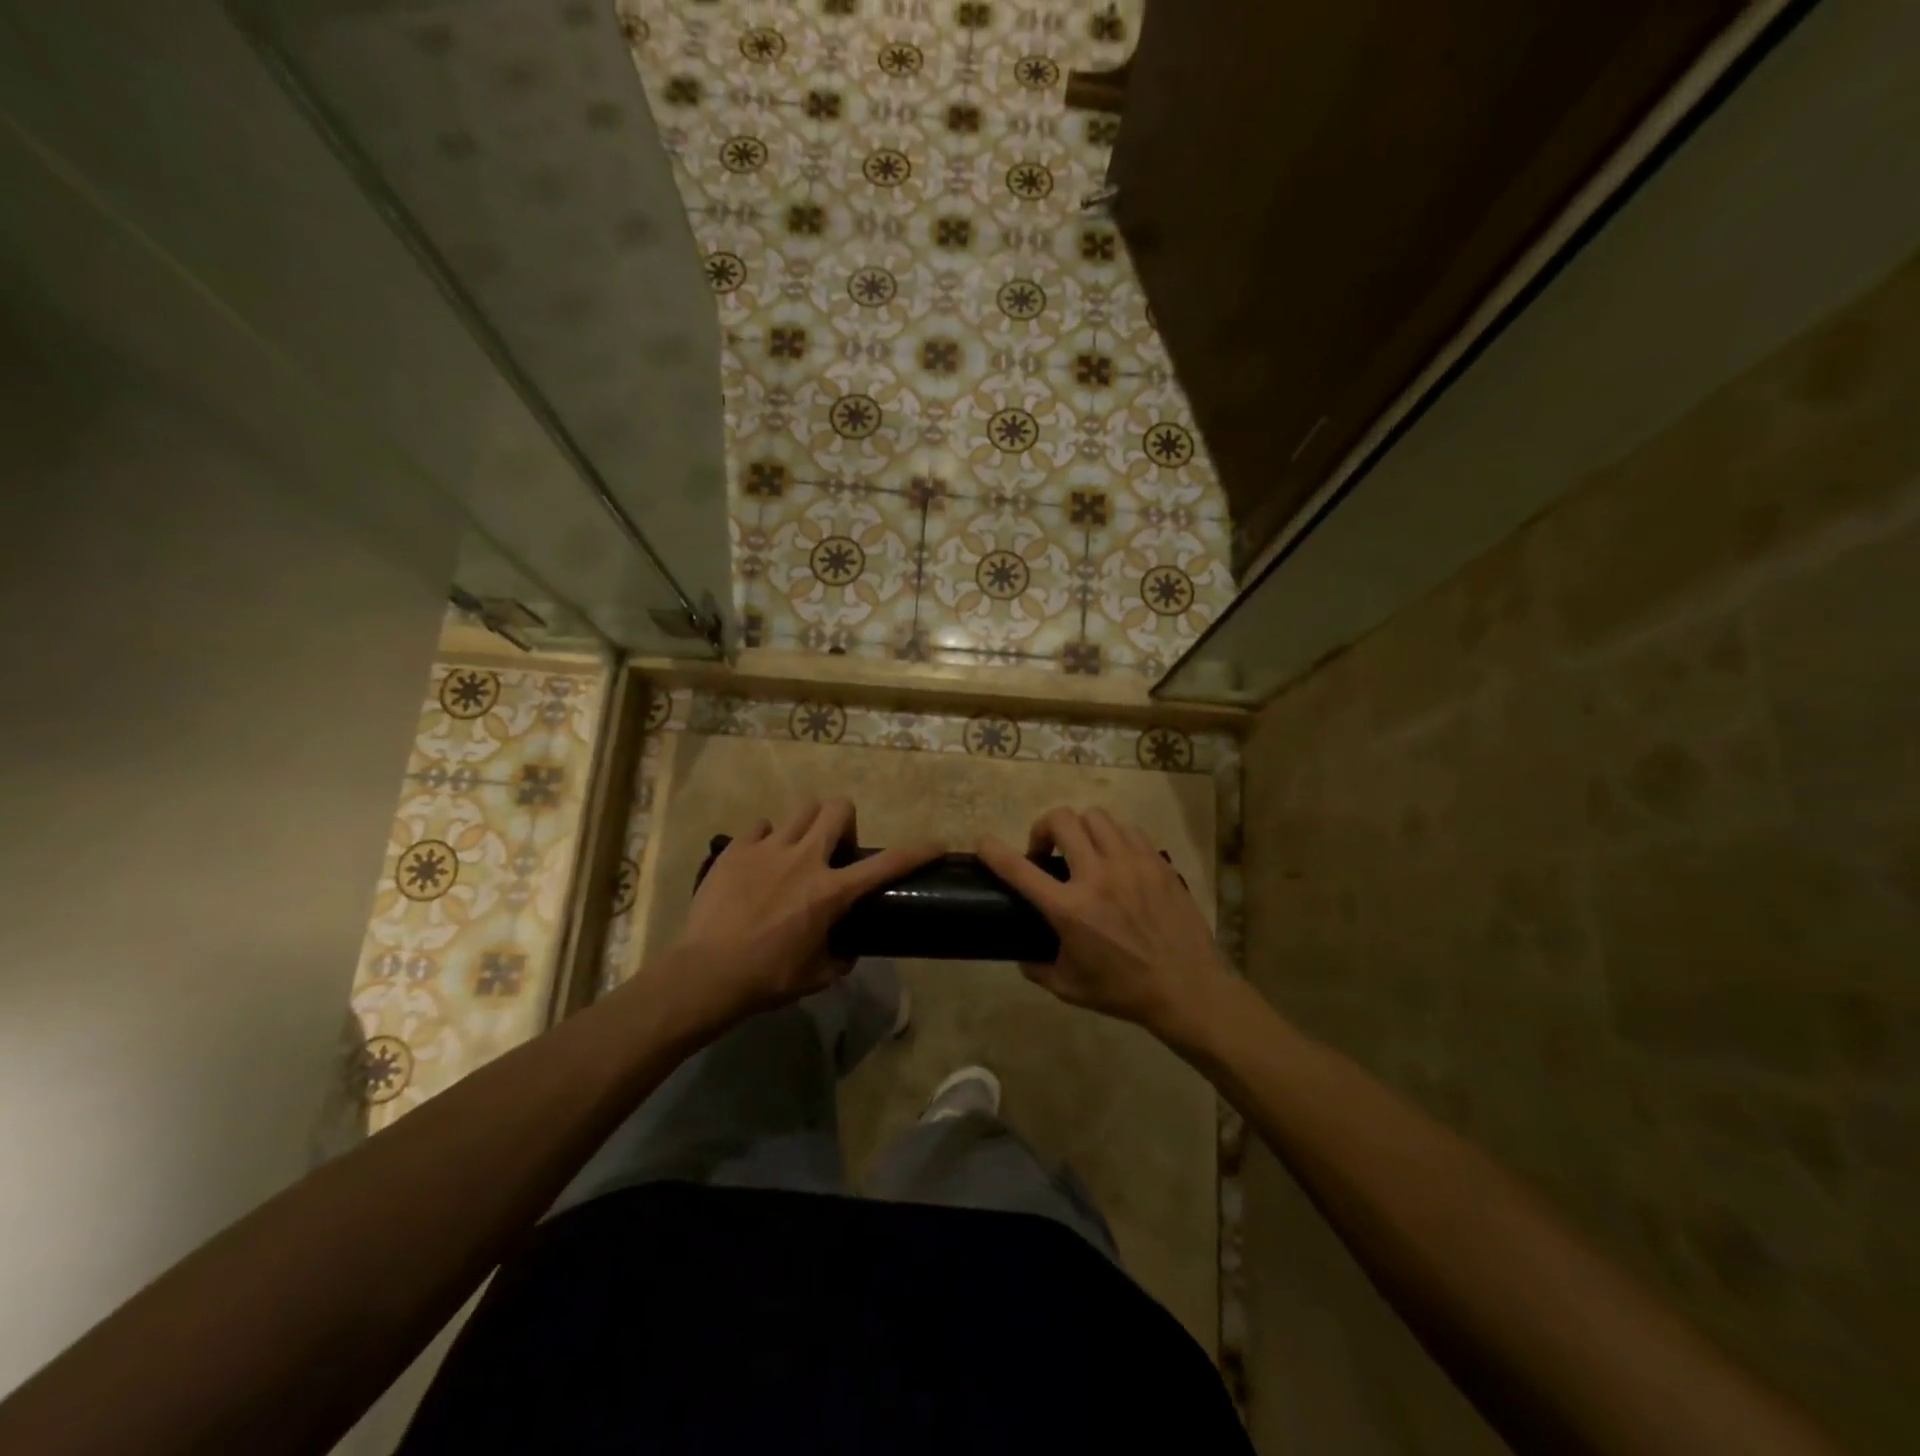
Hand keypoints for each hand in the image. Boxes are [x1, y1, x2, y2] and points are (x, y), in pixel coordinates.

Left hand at [670, 799, 939, 1026]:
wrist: (707, 974)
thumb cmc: (768, 978)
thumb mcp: (817, 975)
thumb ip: (840, 956)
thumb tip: (847, 948)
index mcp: (832, 891)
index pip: (887, 864)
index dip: (917, 852)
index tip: (936, 845)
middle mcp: (805, 859)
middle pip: (838, 809)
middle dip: (846, 822)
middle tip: (836, 851)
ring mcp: (768, 849)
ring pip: (802, 809)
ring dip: (808, 825)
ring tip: (797, 850)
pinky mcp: (737, 849)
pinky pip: (761, 826)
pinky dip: (768, 838)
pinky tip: (761, 860)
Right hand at [978, 806, 1233, 1044]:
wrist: (1187, 989)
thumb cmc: (1123, 991)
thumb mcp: (1069, 987)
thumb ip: (1037, 967)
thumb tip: (1021, 954)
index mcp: (1070, 909)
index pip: (1019, 869)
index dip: (994, 851)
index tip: (984, 843)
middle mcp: (1097, 876)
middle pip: (1061, 820)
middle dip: (1044, 829)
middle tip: (1046, 852)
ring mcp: (1131, 864)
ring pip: (1096, 816)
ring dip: (1080, 829)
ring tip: (1083, 850)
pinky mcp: (1157, 862)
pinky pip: (1128, 830)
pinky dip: (1113, 837)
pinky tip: (1116, 858)